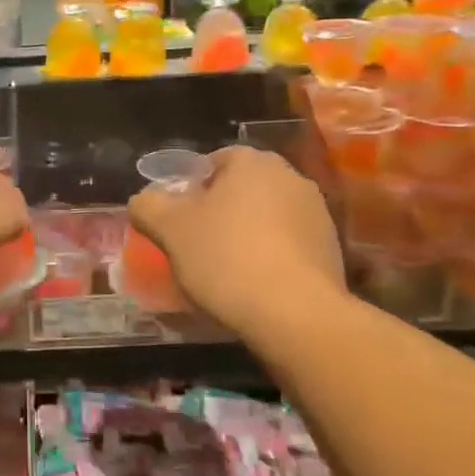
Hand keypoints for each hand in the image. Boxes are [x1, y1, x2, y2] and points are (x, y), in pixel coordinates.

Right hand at [128, 145, 345, 335]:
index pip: (214, 161)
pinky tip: (255, 285)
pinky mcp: (331, 249)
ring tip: (225, 269)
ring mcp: (317, 213)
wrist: (295, 314)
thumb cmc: (226, 258)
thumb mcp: (170, 230)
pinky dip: (271, 257)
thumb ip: (148, 206)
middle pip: (242, 188)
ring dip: (247, 234)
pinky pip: (289, 244)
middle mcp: (290, 177)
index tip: (177, 218)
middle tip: (196, 242)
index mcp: (252, 162)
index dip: (191, 187)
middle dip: (220, 210)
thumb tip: (143, 200)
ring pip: (267, 217)